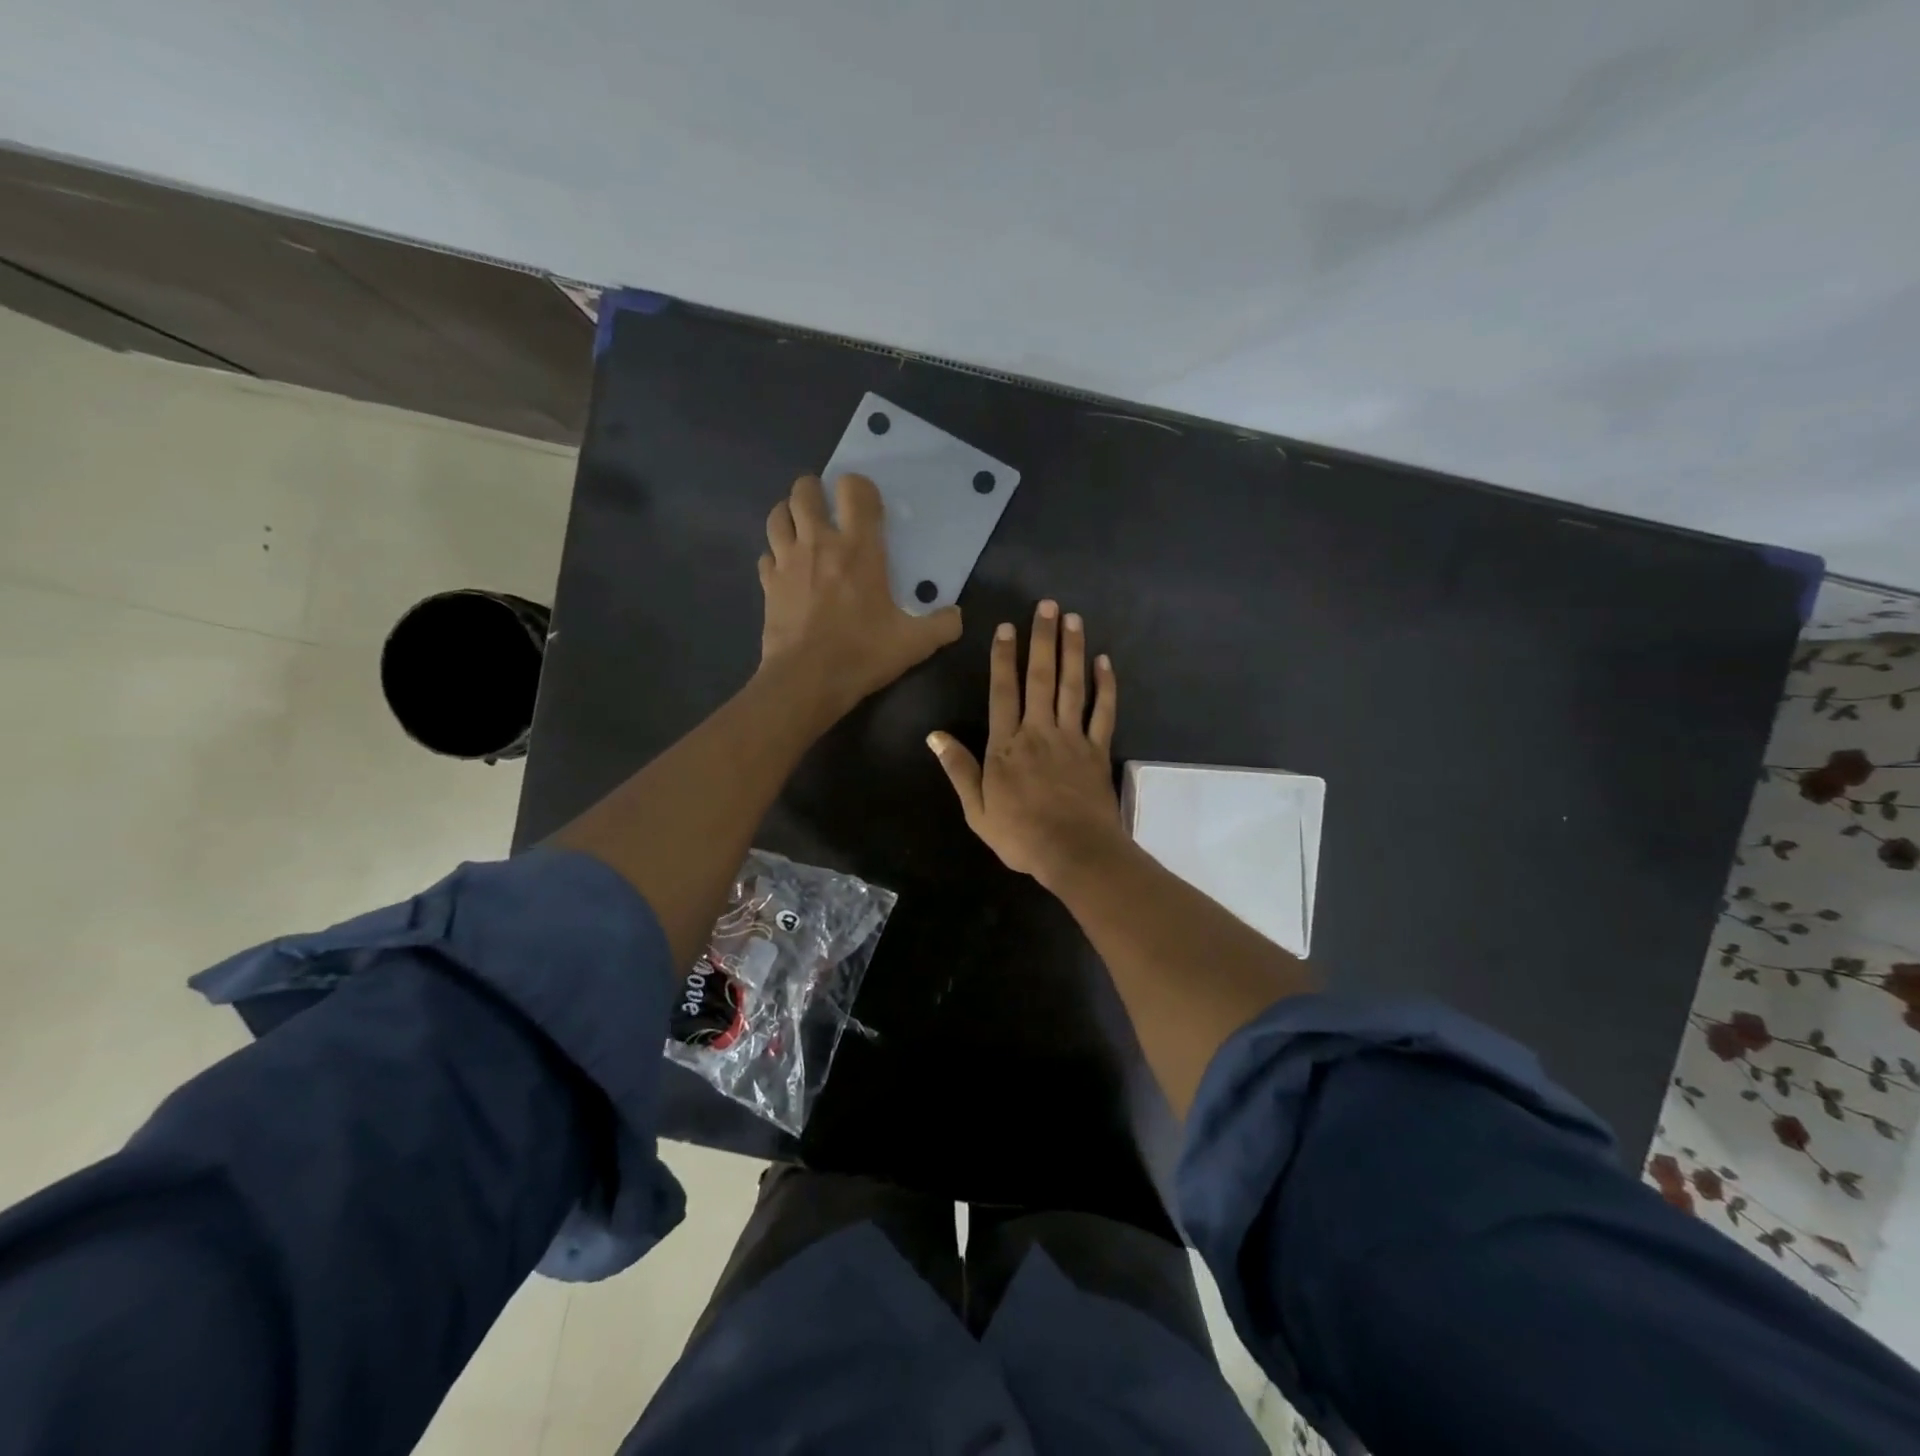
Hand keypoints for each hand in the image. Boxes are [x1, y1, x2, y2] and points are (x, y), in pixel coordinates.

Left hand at [758, 474, 961, 721]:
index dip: (860, 488)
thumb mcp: (914, 643)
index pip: (854, 489)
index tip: (867, 506)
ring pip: (778, 515)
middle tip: (828, 509)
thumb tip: (957, 616)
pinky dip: (776, 554)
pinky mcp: (767, 583)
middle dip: (815, 491)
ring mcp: (787, 561)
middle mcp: (819, 543)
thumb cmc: (862, 654)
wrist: (806, 680)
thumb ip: (942, 626)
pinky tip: (787, 569)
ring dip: (790, 514)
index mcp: (858, 548)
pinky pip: (766, 554)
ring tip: (802, 528)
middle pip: (805, 490)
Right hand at [927, 600, 1126, 887]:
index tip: (1006, 627)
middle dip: (1042, 640)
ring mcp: (1072, 738)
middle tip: (1047, 606)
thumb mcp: (976, 809)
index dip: (1003, 658)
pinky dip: (1105, 686)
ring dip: (1072, 651)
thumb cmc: (1020, 834)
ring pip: (1071, 686)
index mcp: (1006, 745)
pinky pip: (1103, 712)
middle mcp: (1039, 731)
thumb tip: (934, 736)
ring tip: (1073, 619)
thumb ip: (958, 769)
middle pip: (1040, 678)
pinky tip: (1104, 662)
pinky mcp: (1098, 750)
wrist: (1073, 852)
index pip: (1003, 692)